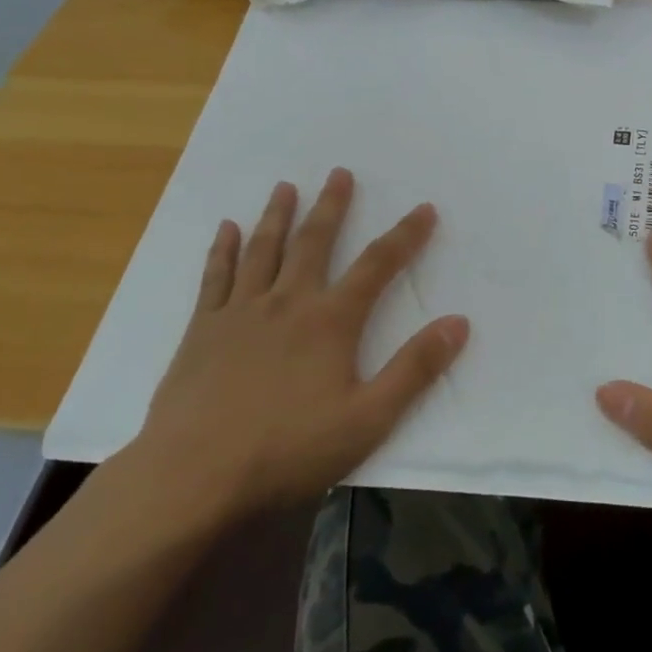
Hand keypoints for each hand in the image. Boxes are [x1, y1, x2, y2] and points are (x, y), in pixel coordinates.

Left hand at [121, 168, 468, 522]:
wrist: (193, 478)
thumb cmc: (287, 452)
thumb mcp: (367, 419)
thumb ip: (414, 369)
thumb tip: (458, 322)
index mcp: (330, 321)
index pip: (377, 266)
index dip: (405, 236)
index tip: (424, 209)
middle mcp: (287, 302)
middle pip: (314, 242)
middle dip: (332, 206)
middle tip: (339, 173)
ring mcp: (240, 312)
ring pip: (263, 250)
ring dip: (277, 215)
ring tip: (285, 187)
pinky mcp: (202, 330)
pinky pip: (215, 277)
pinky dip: (222, 250)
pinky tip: (225, 228)